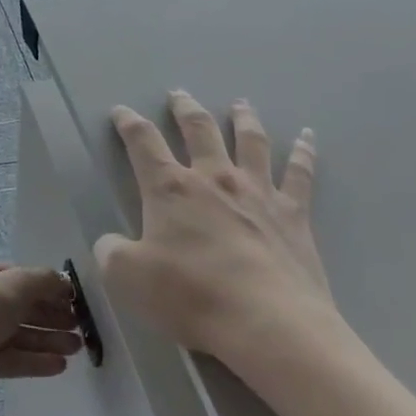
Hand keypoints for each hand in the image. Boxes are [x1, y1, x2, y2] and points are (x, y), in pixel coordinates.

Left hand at [0, 261, 83, 408]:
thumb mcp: (18, 283)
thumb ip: (44, 279)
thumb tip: (64, 282)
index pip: (18, 276)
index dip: (47, 286)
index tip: (73, 299)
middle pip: (21, 307)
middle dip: (51, 316)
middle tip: (79, 326)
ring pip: (19, 334)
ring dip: (48, 339)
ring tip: (76, 348)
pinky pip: (13, 358)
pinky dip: (35, 360)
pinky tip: (59, 366)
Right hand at [96, 91, 344, 368]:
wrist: (267, 322)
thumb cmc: (191, 296)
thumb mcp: (127, 278)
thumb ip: (110, 252)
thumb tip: (109, 242)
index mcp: (171, 189)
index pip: (143, 143)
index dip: (129, 124)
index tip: (121, 111)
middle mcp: (214, 178)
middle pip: (199, 130)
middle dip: (185, 109)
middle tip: (179, 94)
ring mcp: (258, 192)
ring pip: (250, 141)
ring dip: (243, 118)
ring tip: (240, 103)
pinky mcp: (293, 213)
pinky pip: (300, 173)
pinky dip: (303, 151)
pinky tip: (306, 136)